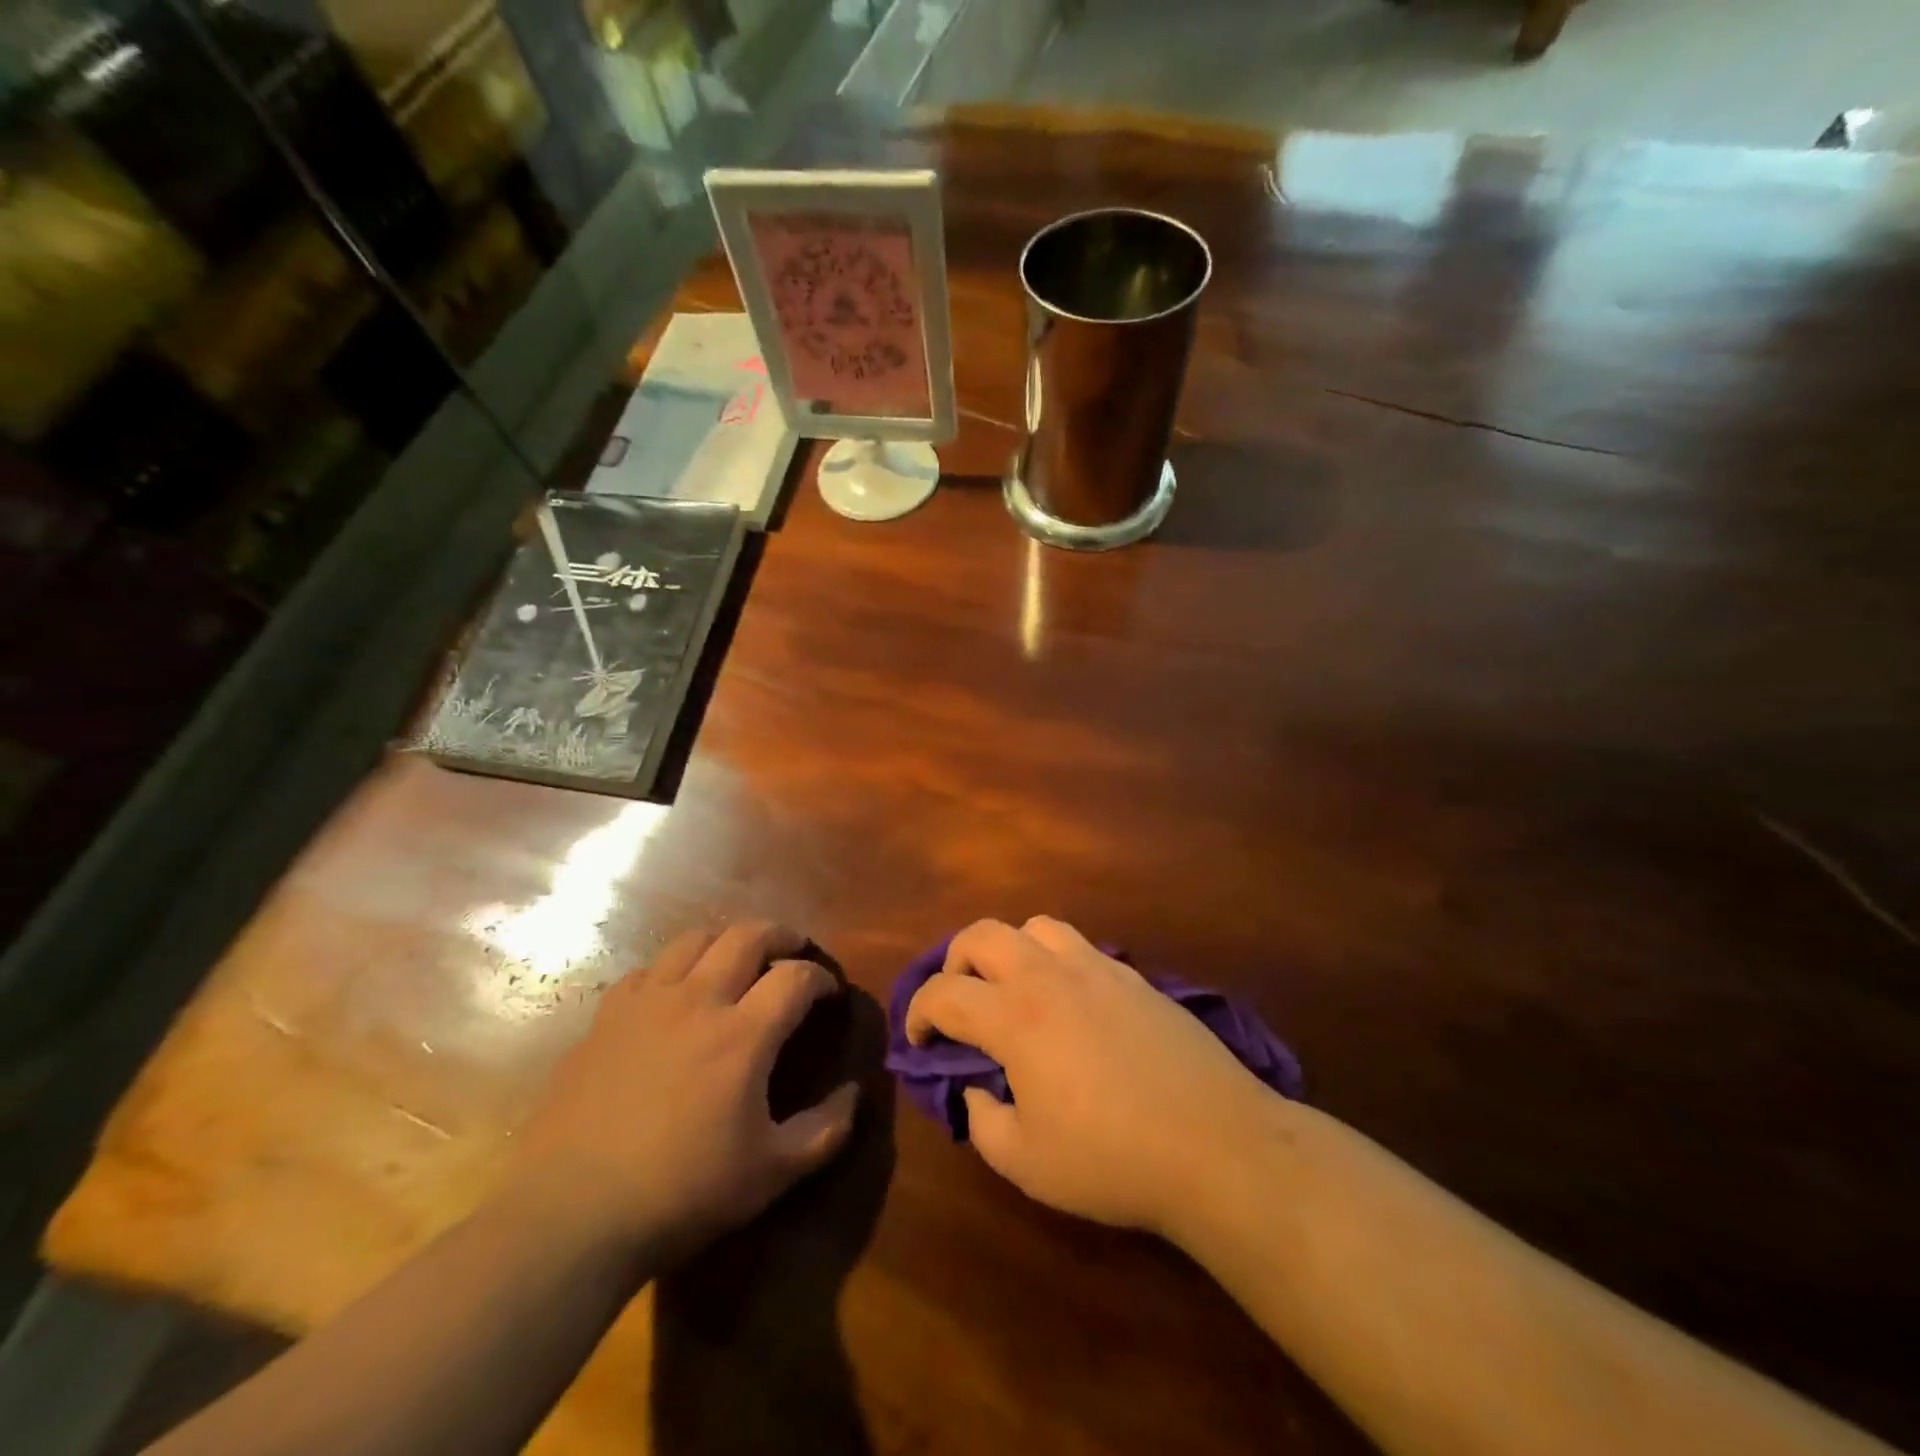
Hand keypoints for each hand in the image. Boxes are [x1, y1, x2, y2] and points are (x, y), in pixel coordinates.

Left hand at [503, 923, 858, 1265]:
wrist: (571, 1216)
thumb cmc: (682, 1194)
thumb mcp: (770, 1174)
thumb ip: (824, 1130)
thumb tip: (855, 1094)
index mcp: (743, 1034)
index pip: (796, 977)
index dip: (821, 978)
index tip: (829, 993)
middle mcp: (698, 1000)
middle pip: (748, 936)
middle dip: (781, 935)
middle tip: (794, 951)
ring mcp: (647, 1003)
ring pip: (695, 939)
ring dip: (727, 941)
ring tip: (738, 960)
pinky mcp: (606, 1018)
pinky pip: (648, 970)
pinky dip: (674, 969)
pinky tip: (675, 995)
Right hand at [906, 917, 1277, 1237]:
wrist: (1215, 1143)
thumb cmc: (1111, 1159)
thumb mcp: (1026, 1162)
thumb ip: (983, 1121)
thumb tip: (978, 1088)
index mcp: (1014, 1016)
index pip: (943, 993)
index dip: (918, 1014)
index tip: (919, 1042)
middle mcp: (1049, 975)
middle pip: (982, 934)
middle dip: (955, 963)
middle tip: (960, 1005)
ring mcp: (1096, 967)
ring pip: (1034, 927)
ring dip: (1009, 951)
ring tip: (1015, 992)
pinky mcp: (1133, 976)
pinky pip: (1078, 947)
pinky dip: (1055, 962)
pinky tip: (1069, 1005)